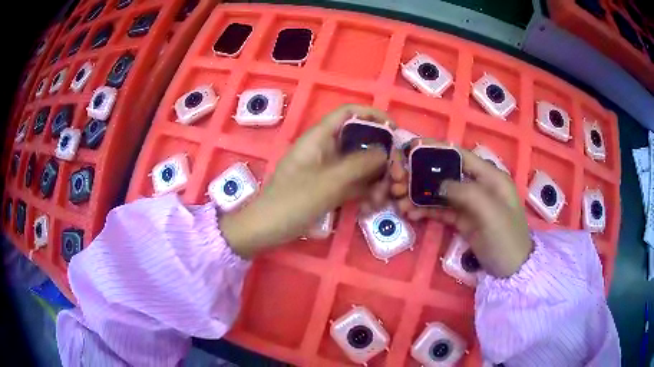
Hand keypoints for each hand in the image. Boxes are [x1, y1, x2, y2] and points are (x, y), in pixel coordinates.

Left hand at [220, 104, 391, 257]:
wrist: (266, 229)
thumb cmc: (291, 201)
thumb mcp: (328, 182)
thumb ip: (359, 164)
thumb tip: (385, 151)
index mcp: (319, 137)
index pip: (349, 113)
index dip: (373, 115)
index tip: (394, 131)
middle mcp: (325, 149)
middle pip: (360, 141)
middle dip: (381, 158)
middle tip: (395, 178)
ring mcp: (328, 169)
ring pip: (360, 165)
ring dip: (375, 180)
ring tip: (381, 200)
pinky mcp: (329, 187)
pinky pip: (353, 183)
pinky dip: (365, 192)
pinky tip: (371, 207)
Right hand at [389, 138, 532, 277]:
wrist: (511, 270)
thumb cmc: (506, 238)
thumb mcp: (490, 213)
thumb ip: (466, 193)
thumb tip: (438, 184)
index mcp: (490, 177)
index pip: (461, 156)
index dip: (437, 150)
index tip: (412, 148)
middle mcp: (479, 186)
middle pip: (447, 174)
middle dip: (423, 176)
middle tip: (399, 182)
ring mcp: (470, 204)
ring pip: (441, 193)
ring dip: (421, 196)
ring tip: (400, 202)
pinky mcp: (463, 220)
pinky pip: (441, 210)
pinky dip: (426, 210)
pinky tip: (411, 213)